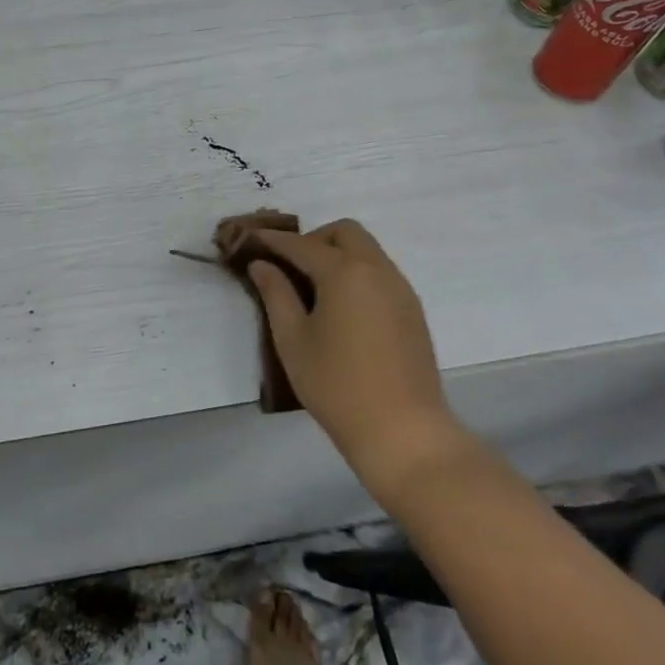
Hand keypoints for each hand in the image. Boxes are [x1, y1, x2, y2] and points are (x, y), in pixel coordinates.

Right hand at [247, 220, 470, 507]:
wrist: (403, 432)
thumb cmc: (337, 386)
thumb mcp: (293, 340)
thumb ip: (276, 294)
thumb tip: (262, 264)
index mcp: (344, 272)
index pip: (302, 244)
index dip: (274, 240)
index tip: (252, 239)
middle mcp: (377, 269)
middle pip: (344, 232)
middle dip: (314, 239)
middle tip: (291, 267)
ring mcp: (400, 289)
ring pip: (367, 250)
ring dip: (338, 255)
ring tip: (314, 289)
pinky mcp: (412, 310)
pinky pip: (381, 273)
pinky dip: (357, 273)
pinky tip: (342, 308)